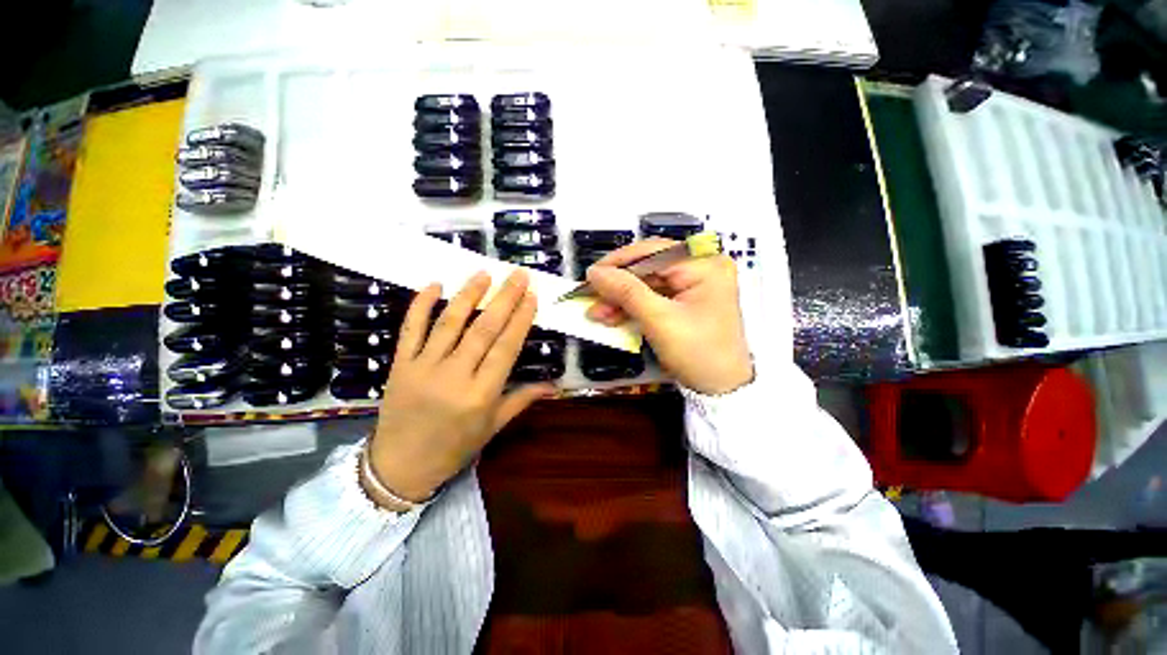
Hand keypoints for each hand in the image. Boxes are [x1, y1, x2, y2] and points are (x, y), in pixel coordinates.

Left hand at [364, 270, 551, 507]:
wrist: (399, 467)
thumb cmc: (454, 448)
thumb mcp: (493, 427)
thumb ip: (522, 399)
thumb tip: (554, 385)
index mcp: (481, 394)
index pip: (506, 347)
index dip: (521, 319)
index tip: (532, 296)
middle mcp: (454, 376)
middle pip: (483, 329)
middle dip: (504, 298)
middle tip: (518, 275)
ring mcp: (423, 367)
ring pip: (450, 322)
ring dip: (469, 294)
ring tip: (485, 273)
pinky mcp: (400, 364)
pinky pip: (410, 329)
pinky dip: (421, 305)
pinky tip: (434, 284)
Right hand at [585, 238, 752, 394]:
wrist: (723, 389)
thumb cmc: (700, 354)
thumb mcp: (660, 321)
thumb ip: (626, 292)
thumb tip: (595, 272)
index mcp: (703, 265)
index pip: (652, 252)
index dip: (618, 263)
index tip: (591, 276)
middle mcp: (700, 267)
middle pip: (647, 268)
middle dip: (617, 286)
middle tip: (590, 299)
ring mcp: (693, 284)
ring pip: (646, 283)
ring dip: (620, 298)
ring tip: (598, 314)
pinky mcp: (685, 299)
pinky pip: (652, 296)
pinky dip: (632, 307)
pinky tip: (614, 316)